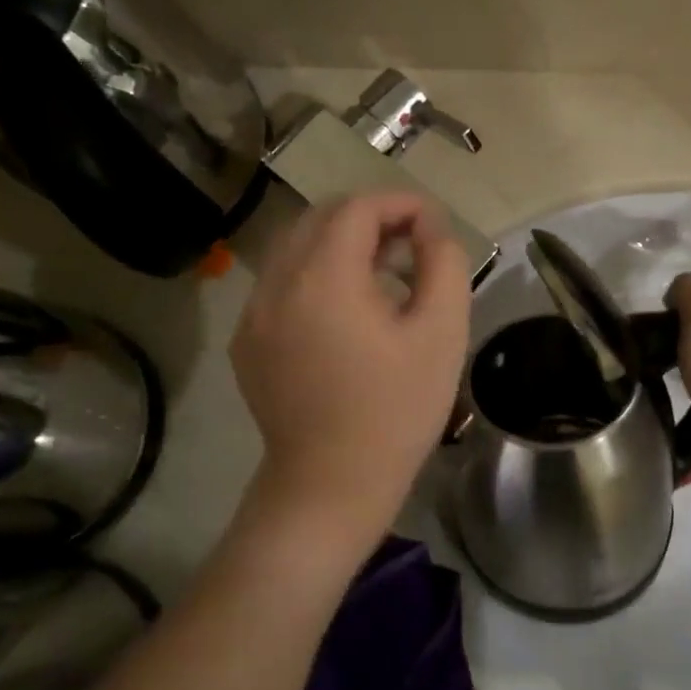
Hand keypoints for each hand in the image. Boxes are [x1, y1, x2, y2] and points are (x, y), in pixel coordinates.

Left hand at [232, 193, 471, 539]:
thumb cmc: (396, 411)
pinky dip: (314, 275)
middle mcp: (276, 282)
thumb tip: (430, 229)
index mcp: (324, 277)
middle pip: (321, 218)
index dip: (400, 203)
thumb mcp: (442, 333)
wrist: (331, 486)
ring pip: (296, 247)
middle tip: (411, 246)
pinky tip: (344, 313)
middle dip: (370, 218)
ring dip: (341, 244)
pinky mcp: (246, 340)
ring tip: (382, 276)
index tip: (433, 225)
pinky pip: (280, 282)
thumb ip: (444, 264)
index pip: (357, 208)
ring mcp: (253, 313)